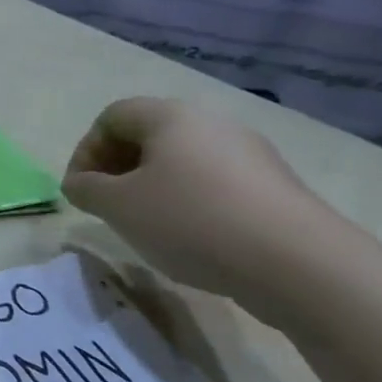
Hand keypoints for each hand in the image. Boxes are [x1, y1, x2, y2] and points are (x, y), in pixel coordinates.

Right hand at [62, 97, 334, 301]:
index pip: (111, 118)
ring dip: (152, 188)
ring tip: (146, 226)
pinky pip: (215, 184)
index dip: (85, 151)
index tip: (81, 190)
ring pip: (182, 162)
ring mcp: (250, 154)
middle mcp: (212, 123)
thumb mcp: (117, 206)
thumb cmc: (192, 221)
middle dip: (117, 170)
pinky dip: (190, 203)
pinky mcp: (275, 187)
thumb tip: (80, 184)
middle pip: (148, 136)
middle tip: (107, 206)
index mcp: (170, 116)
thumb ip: (86, 189)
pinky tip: (191, 238)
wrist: (301, 265)